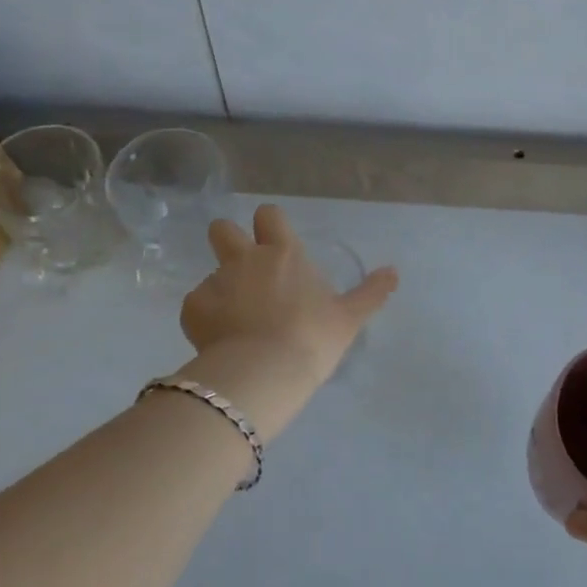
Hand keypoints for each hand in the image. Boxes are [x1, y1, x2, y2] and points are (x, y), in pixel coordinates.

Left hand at [178, 204, 397, 433]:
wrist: (264, 371)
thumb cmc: (312, 338)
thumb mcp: (349, 317)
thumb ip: (371, 292)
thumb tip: (394, 272)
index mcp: (283, 253)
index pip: (268, 214)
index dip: (269, 224)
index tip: (275, 242)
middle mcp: (245, 258)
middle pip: (222, 229)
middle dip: (228, 240)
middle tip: (244, 270)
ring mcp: (215, 281)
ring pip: (211, 273)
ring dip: (222, 289)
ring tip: (237, 320)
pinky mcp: (192, 308)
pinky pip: (196, 304)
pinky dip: (205, 317)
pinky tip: (220, 340)